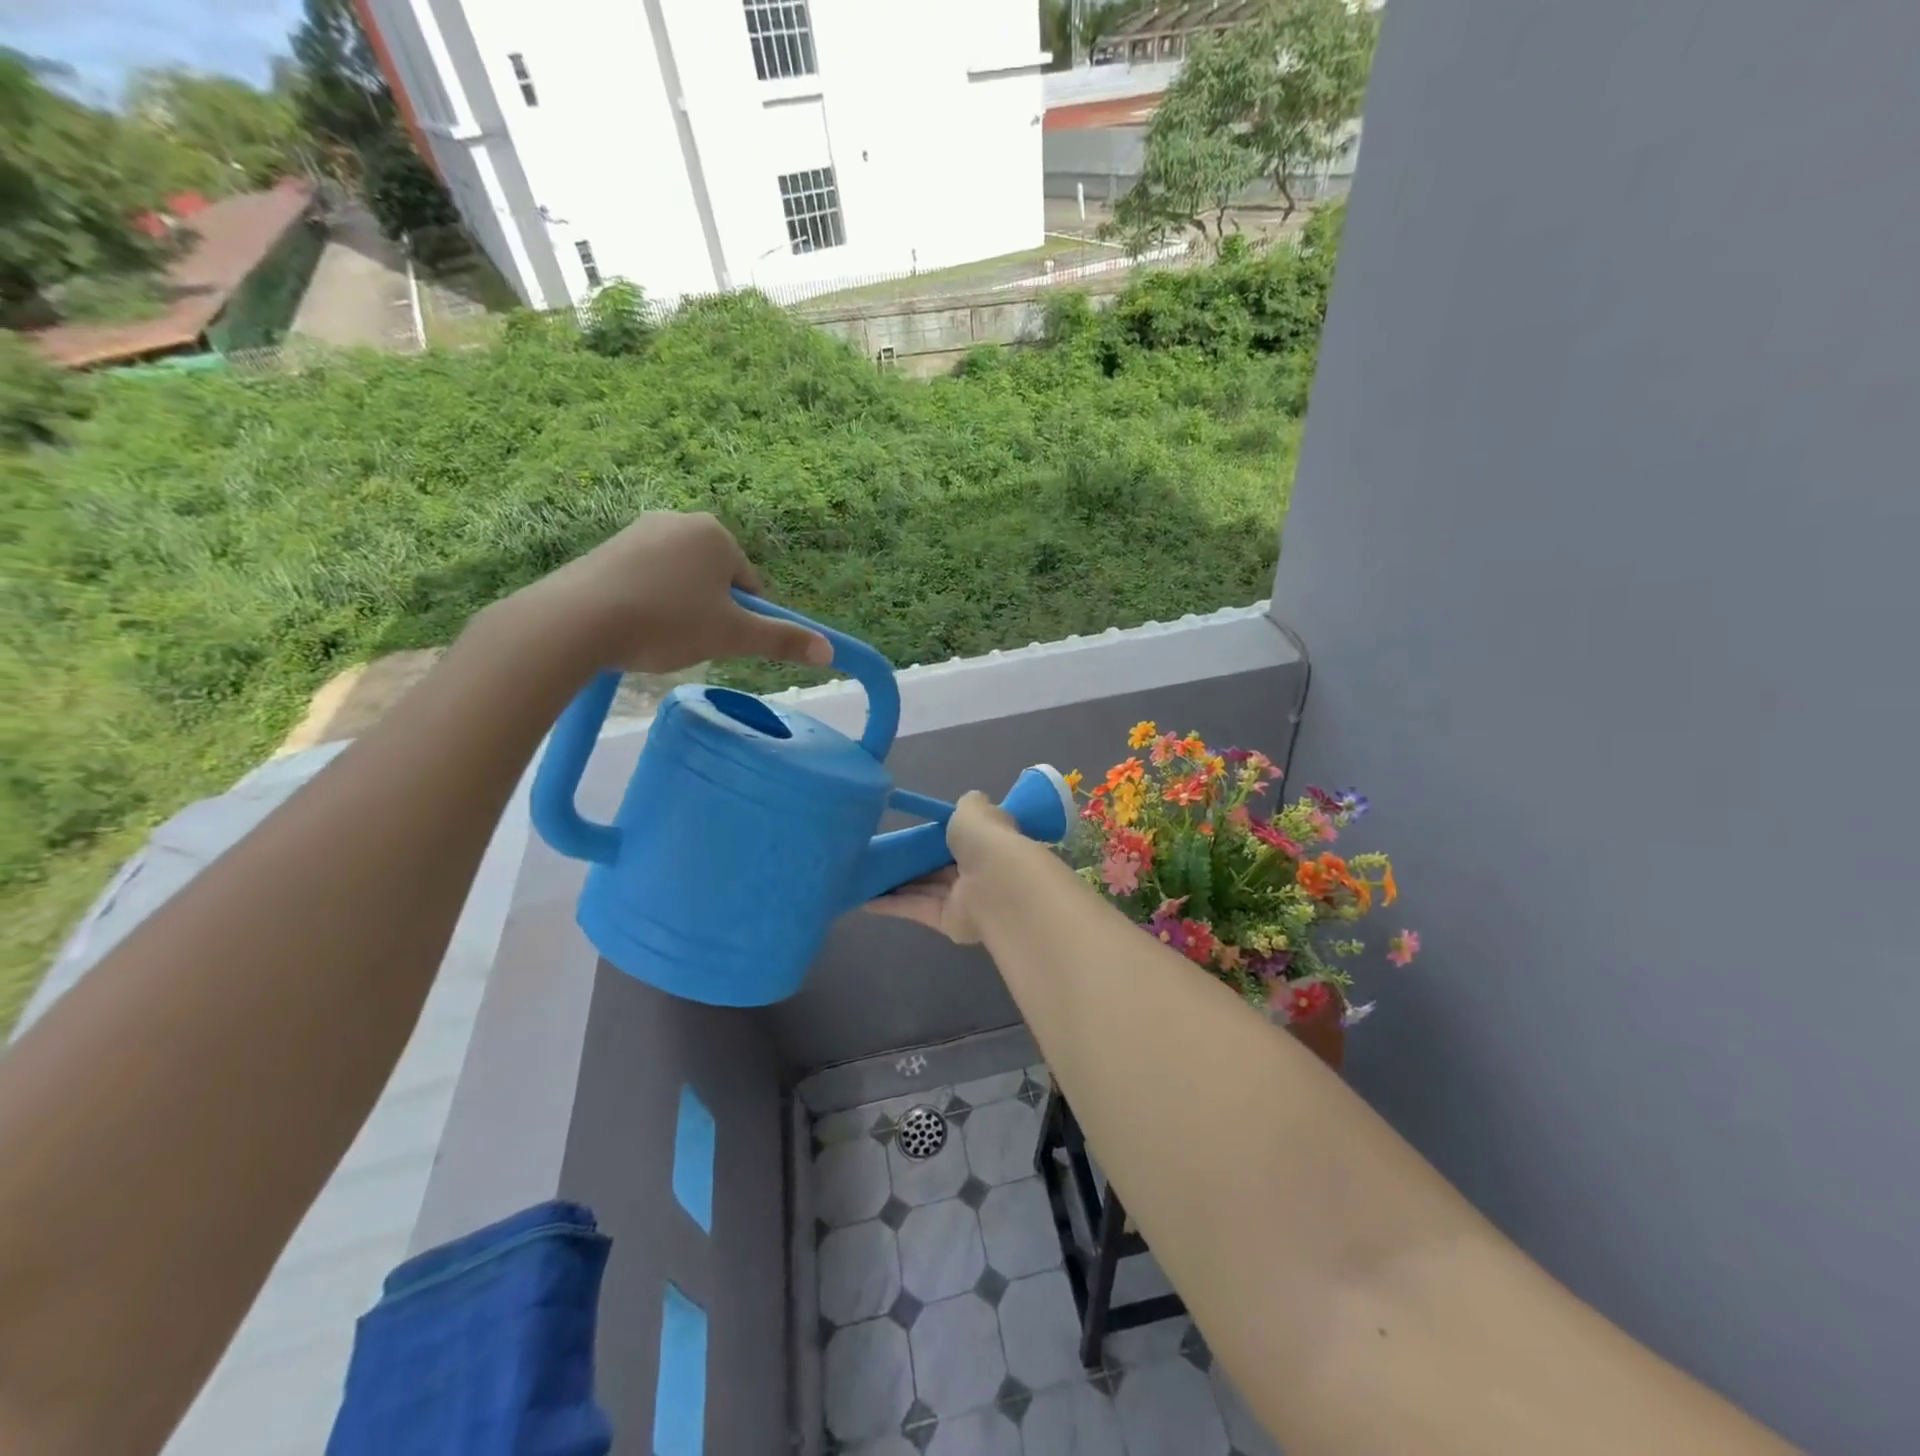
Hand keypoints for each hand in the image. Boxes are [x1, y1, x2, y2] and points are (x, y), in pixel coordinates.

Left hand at [510, 512, 831, 673]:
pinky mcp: (606, 549)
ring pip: (680, 581)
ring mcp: (638, 532)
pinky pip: (646, 580)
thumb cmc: (667, 623)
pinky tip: (634, 627)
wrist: (575, 621)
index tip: (722, 642)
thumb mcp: (732, 636)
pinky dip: (649, 603)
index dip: (743, 619)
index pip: (749, 585)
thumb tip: (831, 652)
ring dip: (680, 609)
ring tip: (659, 637)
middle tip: (691, 642)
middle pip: (715, 580)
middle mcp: (679, 520)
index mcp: (716, 534)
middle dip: (710, 612)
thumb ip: (782, 640)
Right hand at [863, 794, 1020, 943]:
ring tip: (865, 876)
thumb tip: (968, 802)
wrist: (996, 884)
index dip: (938, 836)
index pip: (962, 839)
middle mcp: (977, 871)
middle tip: (879, 854)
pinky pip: (916, 909)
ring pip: (925, 889)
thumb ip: (967, 805)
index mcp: (987, 843)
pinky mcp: (946, 921)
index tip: (912, 832)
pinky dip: (892, 905)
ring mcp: (962, 899)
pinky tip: (865, 900)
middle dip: (913, 862)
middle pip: (939, 866)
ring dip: (897, 884)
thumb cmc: (986, 840)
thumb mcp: (973, 809)